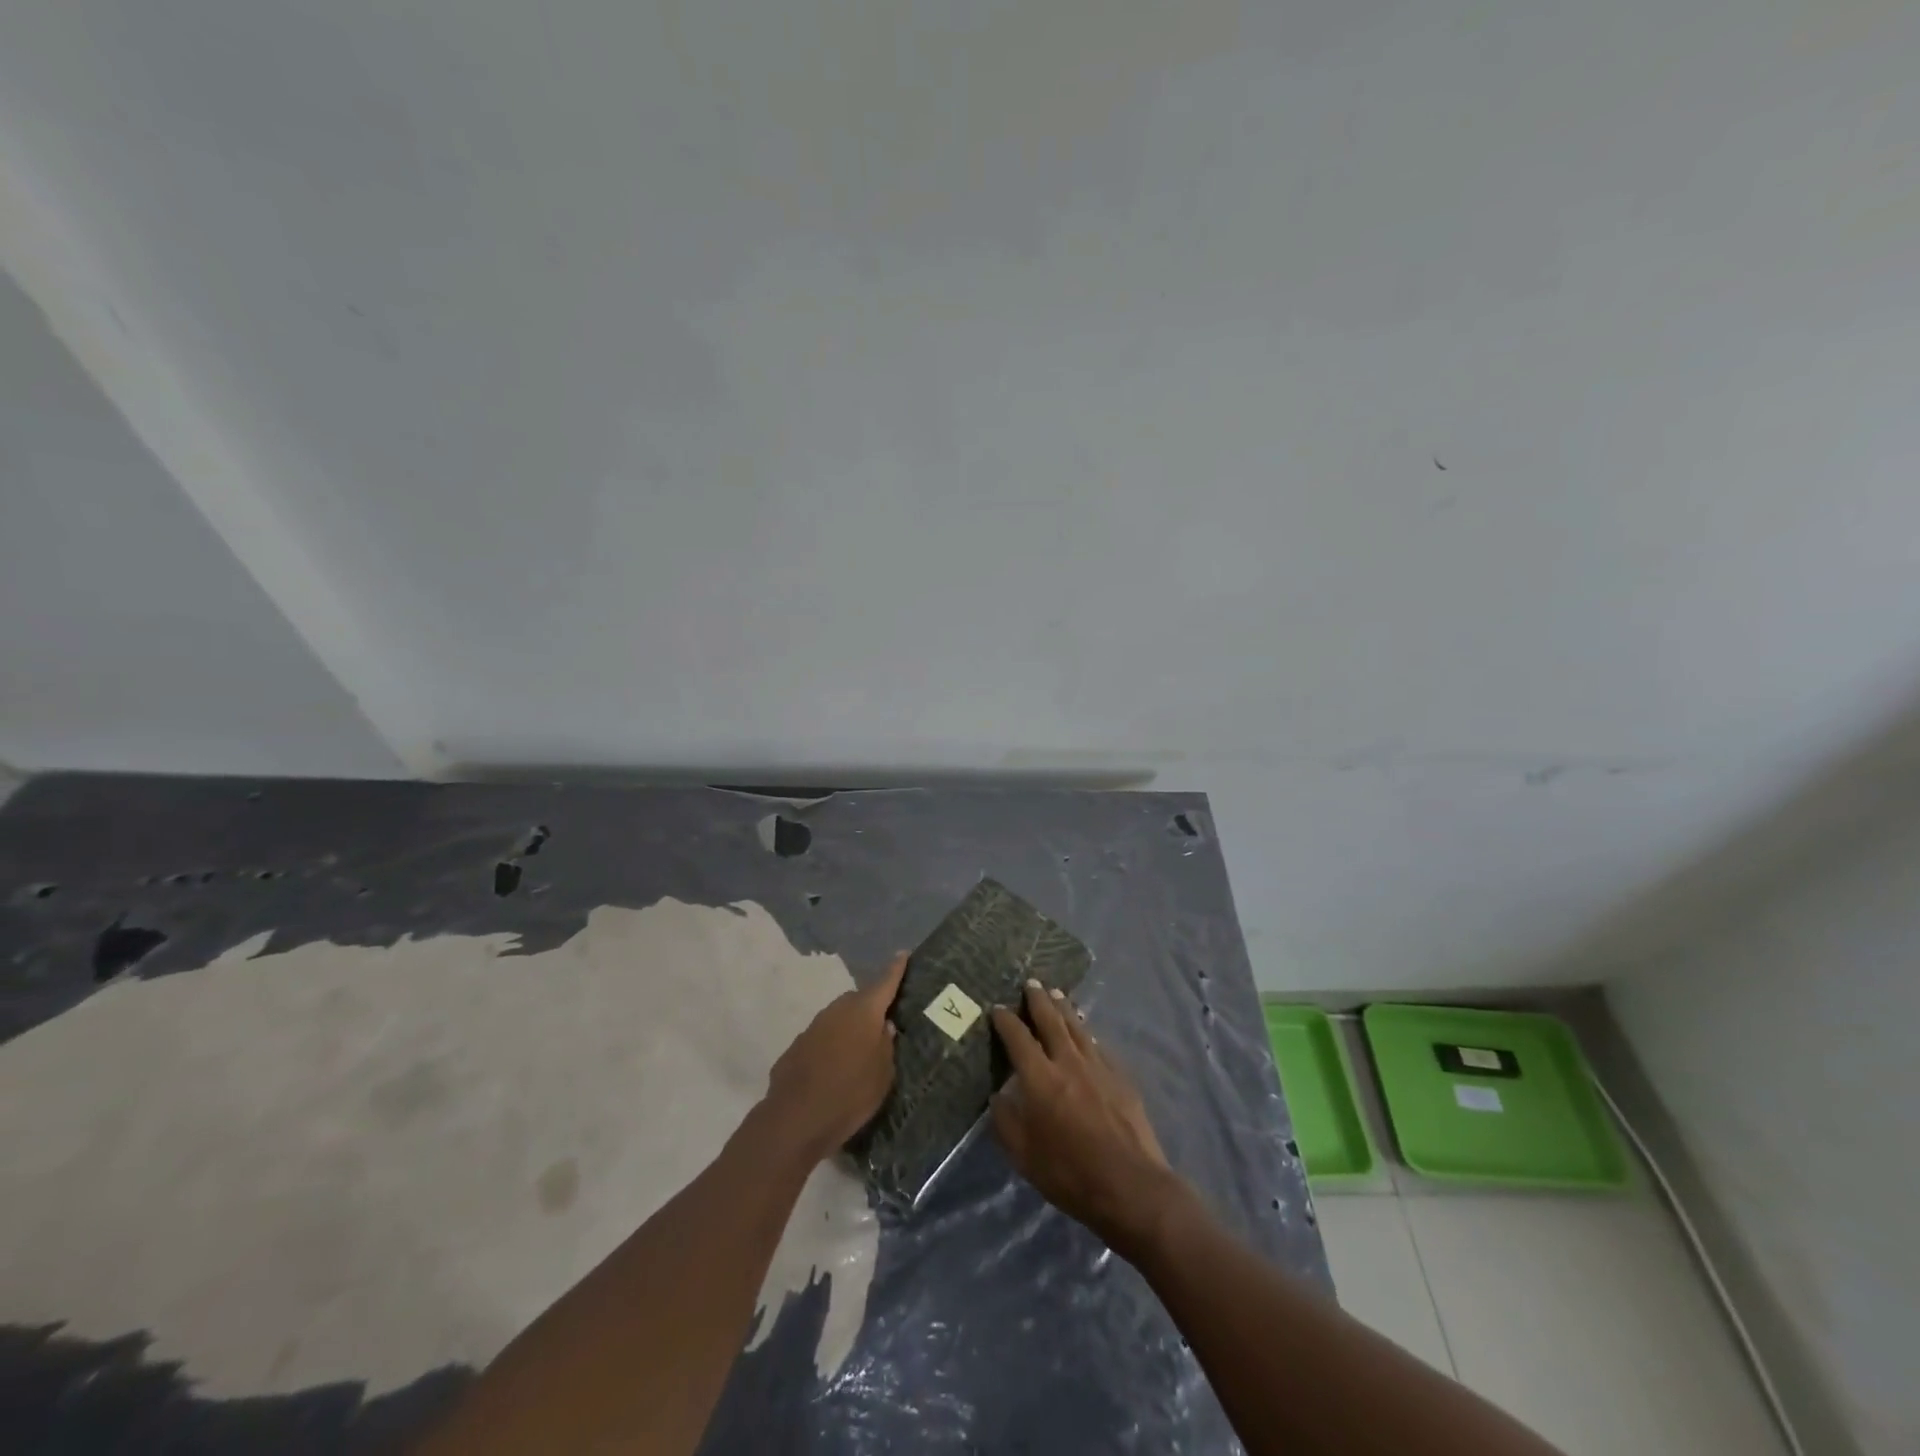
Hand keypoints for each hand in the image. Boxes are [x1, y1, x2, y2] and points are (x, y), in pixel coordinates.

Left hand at [763, 952, 907, 1159]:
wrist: (795, 1119)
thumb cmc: (850, 1094)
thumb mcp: (883, 1075)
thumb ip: (886, 1045)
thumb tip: (884, 1026)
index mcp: (864, 1012)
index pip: (884, 983)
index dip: (895, 969)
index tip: (902, 953)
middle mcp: (837, 1011)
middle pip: (858, 1000)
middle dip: (870, 1008)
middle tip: (880, 1025)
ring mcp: (813, 1027)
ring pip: (837, 1019)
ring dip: (848, 1028)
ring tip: (856, 1052)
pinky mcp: (796, 1046)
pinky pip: (820, 1039)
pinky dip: (829, 1047)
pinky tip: (831, 1070)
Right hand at [990, 982, 1184, 1256]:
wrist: (1130, 1185)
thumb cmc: (1070, 1173)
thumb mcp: (1023, 1156)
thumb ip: (1006, 1121)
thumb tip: (997, 1097)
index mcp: (1039, 1078)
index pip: (1018, 1038)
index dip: (1006, 1020)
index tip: (997, 1008)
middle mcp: (1068, 1062)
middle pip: (1051, 1020)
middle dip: (1038, 1000)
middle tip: (1031, 983)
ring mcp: (1098, 1067)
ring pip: (1077, 1027)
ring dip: (1065, 1008)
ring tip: (1057, 994)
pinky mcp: (1120, 1077)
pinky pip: (1098, 1046)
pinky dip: (1087, 1033)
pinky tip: (1086, 1032)